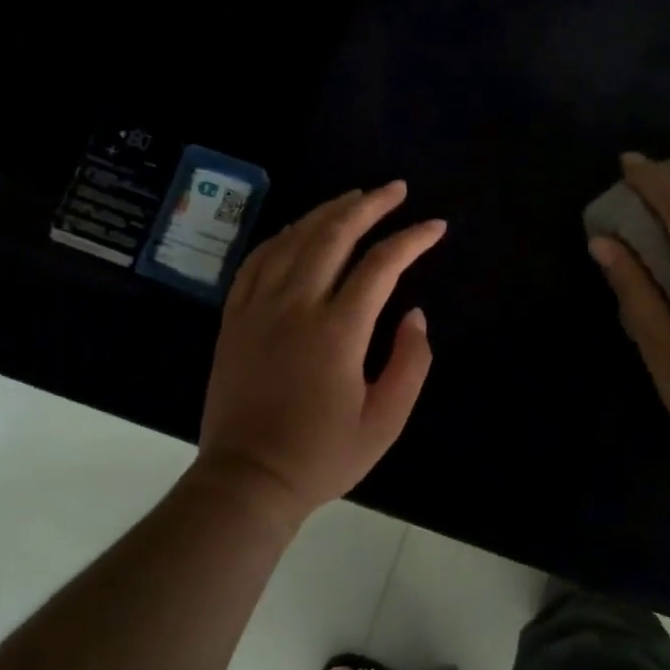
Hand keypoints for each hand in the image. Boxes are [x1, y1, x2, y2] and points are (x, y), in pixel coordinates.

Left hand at [196, 181, 444, 519]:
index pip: (381, 265)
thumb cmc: (323, 455)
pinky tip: (300, 229)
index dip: (412, 239)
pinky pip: (258, 259)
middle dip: (370, 205)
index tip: (435, 227)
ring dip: (328, 211)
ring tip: (356, 197)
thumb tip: (414, 315)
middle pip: (334, 234)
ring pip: (294, 238)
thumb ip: (410, 363)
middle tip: (396, 190)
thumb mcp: (385, 421)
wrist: (248, 479)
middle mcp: (295, 305)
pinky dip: (284, 235)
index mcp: (337, 331)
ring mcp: (258, 307)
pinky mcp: (234, 317)